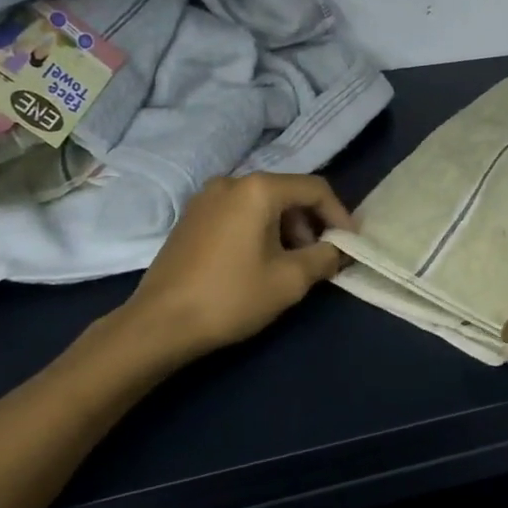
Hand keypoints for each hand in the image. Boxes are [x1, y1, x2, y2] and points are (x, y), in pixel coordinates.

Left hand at [117, 173, 353, 360]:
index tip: (350, 244)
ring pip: (263, 204)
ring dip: (286, 229)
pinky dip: (260, 230)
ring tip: (290, 265)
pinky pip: (239, 213)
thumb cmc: (231, 297)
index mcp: (258, 189)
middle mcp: (231, 182)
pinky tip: (259, 262)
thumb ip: (324, 257)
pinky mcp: (191, 217)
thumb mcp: (290, 280)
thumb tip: (337, 250)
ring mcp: (206, 198)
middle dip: (310, 224)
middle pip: (288, 193)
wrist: (158, 324)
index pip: (315, 189)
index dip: (339, 215)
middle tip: (319, 258)